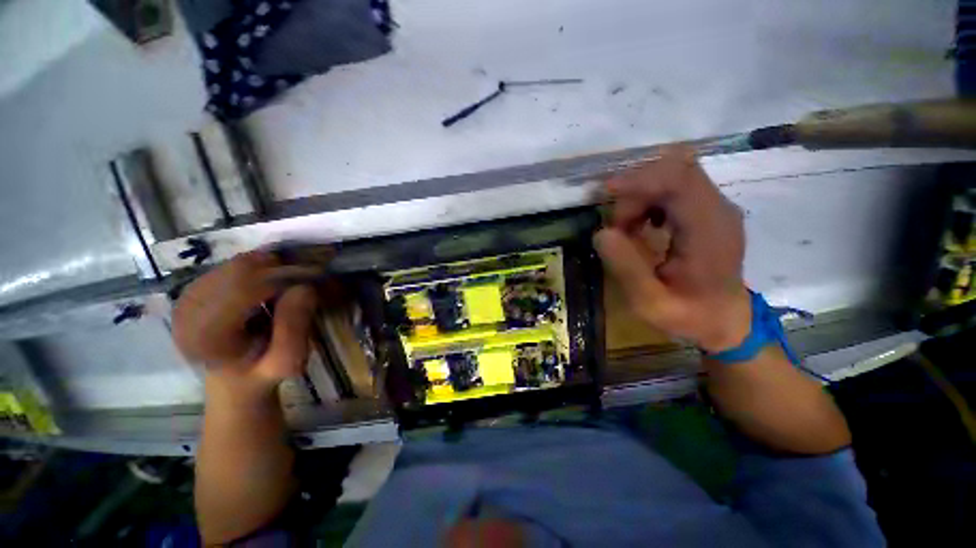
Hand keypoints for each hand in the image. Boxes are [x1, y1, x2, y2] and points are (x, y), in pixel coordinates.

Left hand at [172, 251, 320, 390]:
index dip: (283, 278)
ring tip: (288, 282)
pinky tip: (268, 281)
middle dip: (279, 269)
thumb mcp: (288, 360)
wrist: (233, 381)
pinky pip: (230, 266)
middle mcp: (187, 313)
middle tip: (305, 278)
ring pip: (236, 264)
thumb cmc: (263, 373)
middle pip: (239, 271)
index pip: (245, 288)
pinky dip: (257, 268)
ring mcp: (186, 299)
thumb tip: (304, 288)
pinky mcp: (192, 291)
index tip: (313, 280)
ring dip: (269, 267)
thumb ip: (295, 328)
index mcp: (206, 336)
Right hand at [595, 147, 750, 352]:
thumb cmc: (689, 316)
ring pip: (673, 174)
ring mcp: (716, 206)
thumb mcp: (650, 304)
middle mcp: (718, 209)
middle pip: (674, 169)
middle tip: (619, 226)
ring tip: (628, 228)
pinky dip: (650, 198)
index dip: (640, 179)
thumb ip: (627, 269)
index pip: (680, 180)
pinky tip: (642, 224)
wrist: (725, 319)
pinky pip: (676, 185)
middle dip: (636, 191)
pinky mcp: (709, 209)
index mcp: (709, 232)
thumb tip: (602, 233)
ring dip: (641, 194)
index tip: (607, 193)